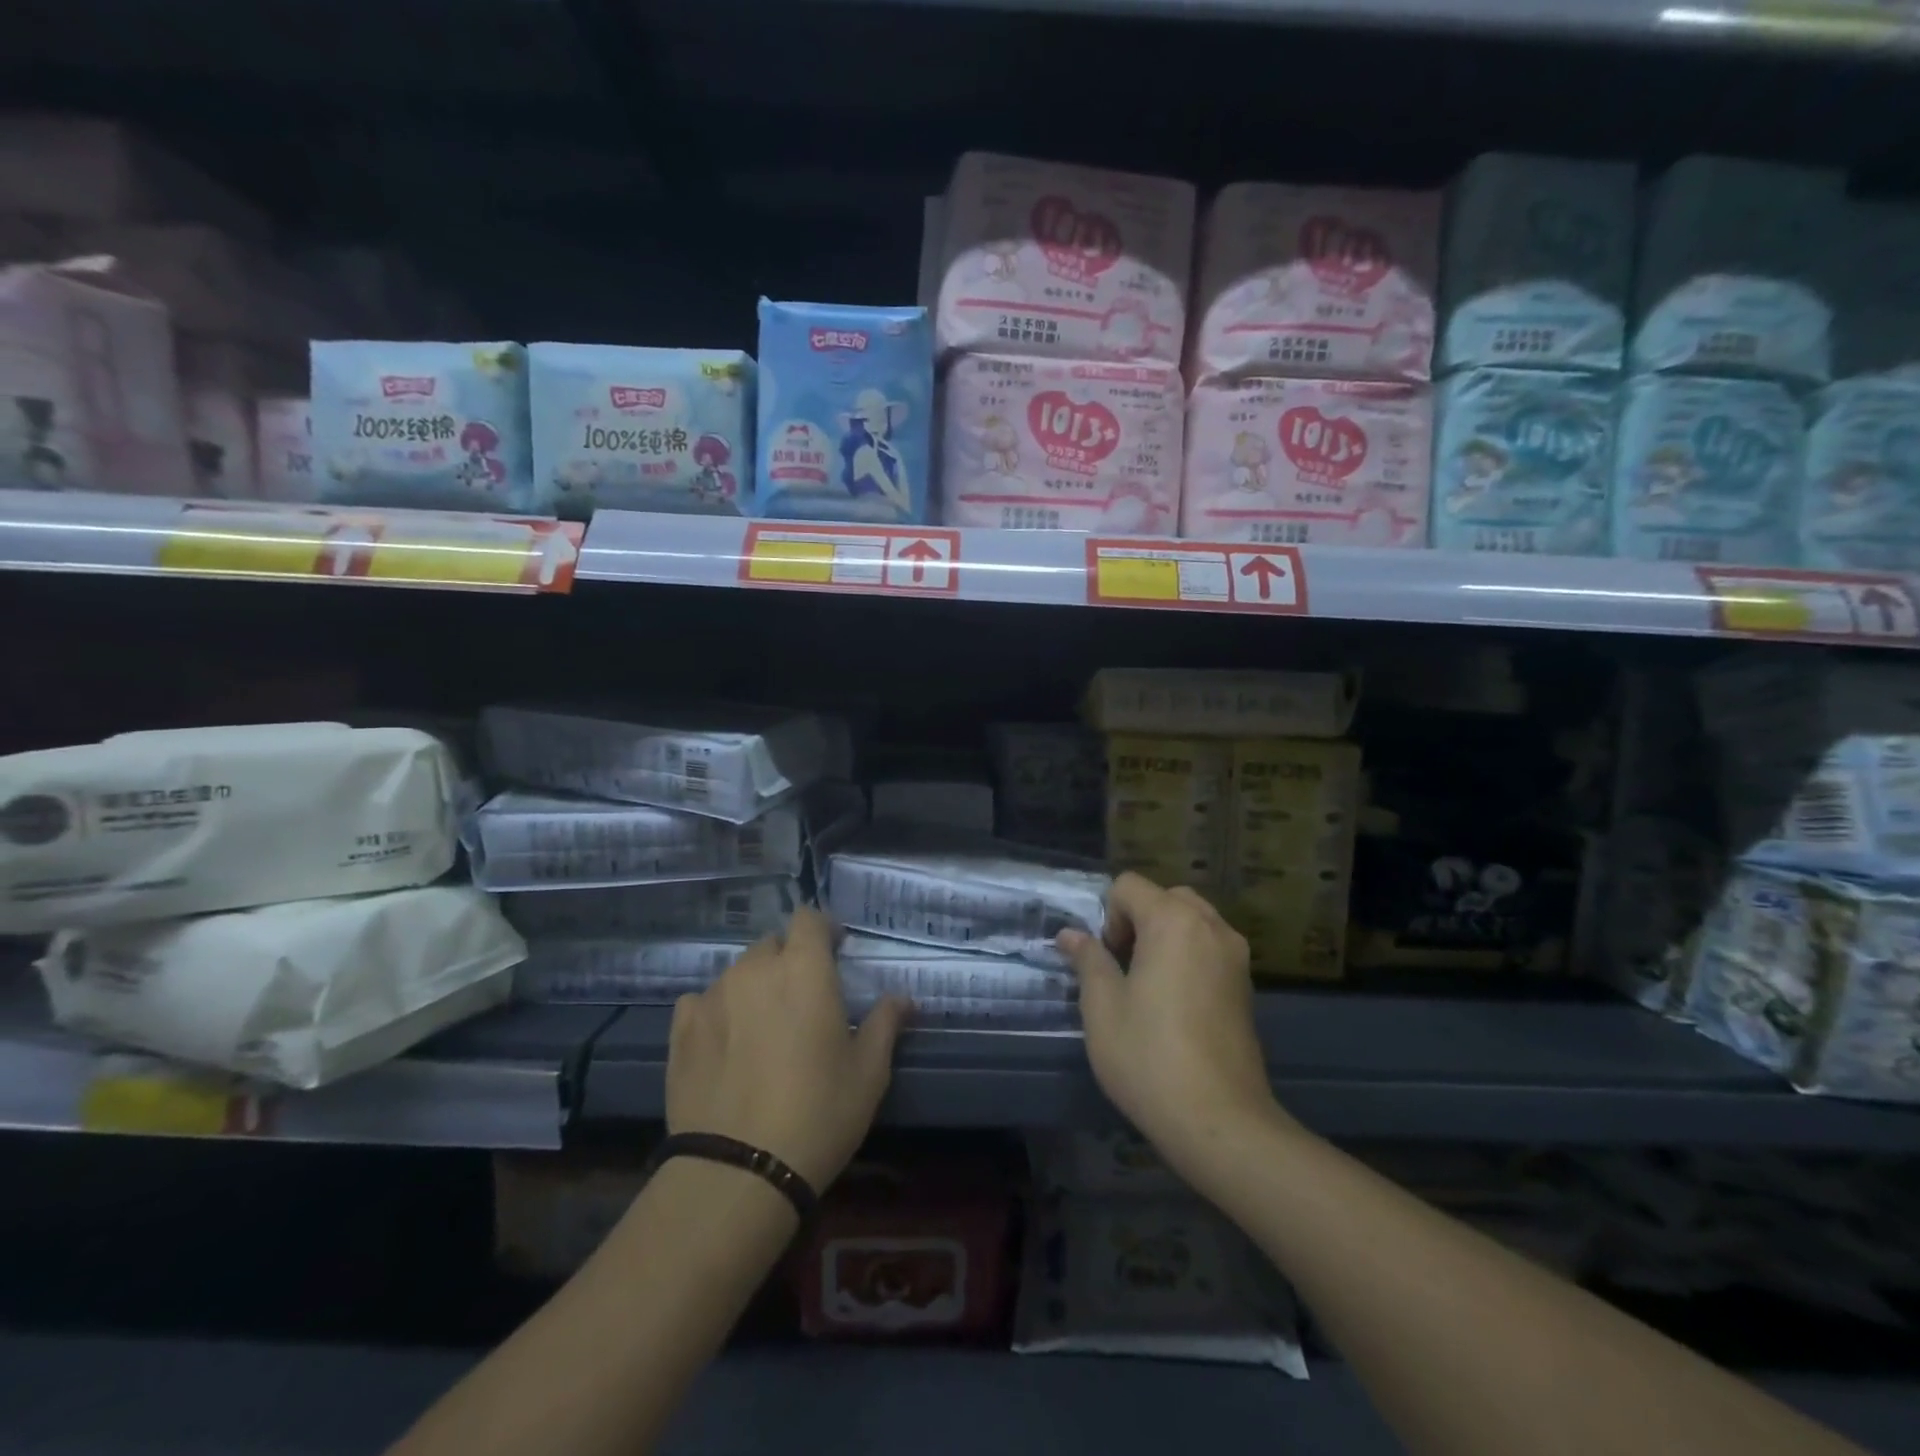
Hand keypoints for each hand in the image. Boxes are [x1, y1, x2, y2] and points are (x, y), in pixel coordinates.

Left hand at [666, 907, 907, 1190]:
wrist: (738, 1172)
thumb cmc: (819, 1113)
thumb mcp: (868, 1072)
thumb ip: (885, 1023)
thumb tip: (904, 998)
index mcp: (804, 969)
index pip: (808, 918)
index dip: (822, 930)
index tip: (835, 952)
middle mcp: (755, 969)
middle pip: (772, 944)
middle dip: (790, 961)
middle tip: (803, 999)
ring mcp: (713, 996)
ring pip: (739, 973)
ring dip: (755, 987)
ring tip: (764, 1028)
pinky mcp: (681, 1028)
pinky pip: (702, 1001)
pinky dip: (718, 1011)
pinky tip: (726, 1044)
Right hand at [1058, 873, 1280, 1177]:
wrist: (1220, 1121)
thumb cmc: (1149, 1056)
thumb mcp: (1102, 1006)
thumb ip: (1088, 960)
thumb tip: (1070, 934)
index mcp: (1173, 921)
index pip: (1129, 886)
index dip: (1108, 916)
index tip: (1107, 961)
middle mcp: (1211, 926)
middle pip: (1165, 897)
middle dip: (1138, 920)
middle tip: (1123, 968)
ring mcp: (1235, 956)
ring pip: (1191, 921)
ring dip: (1164, 937)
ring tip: (1148, 986)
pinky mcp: (1247, 985)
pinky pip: (1210, 948)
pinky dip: (1188, 957)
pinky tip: (1176, 1004)